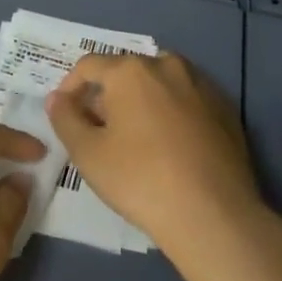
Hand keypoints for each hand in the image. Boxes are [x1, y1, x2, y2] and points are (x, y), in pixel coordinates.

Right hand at [44, 51, 264, 261]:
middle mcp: (166, 65)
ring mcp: (201, 84)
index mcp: (131, 70)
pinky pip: (187, 100)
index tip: (65, 113)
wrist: (214, 215)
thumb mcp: (88, 154)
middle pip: (126, 71)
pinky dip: (172, 112)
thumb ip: (66, 119)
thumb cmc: (141, 180)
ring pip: (159, 83)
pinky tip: (170, 146)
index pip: (89, 66)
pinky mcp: (225, 108)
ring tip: (135, 137)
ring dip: (141, 101)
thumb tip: (56, 98)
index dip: (71, 87)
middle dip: (108, 95)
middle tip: (99, 129)